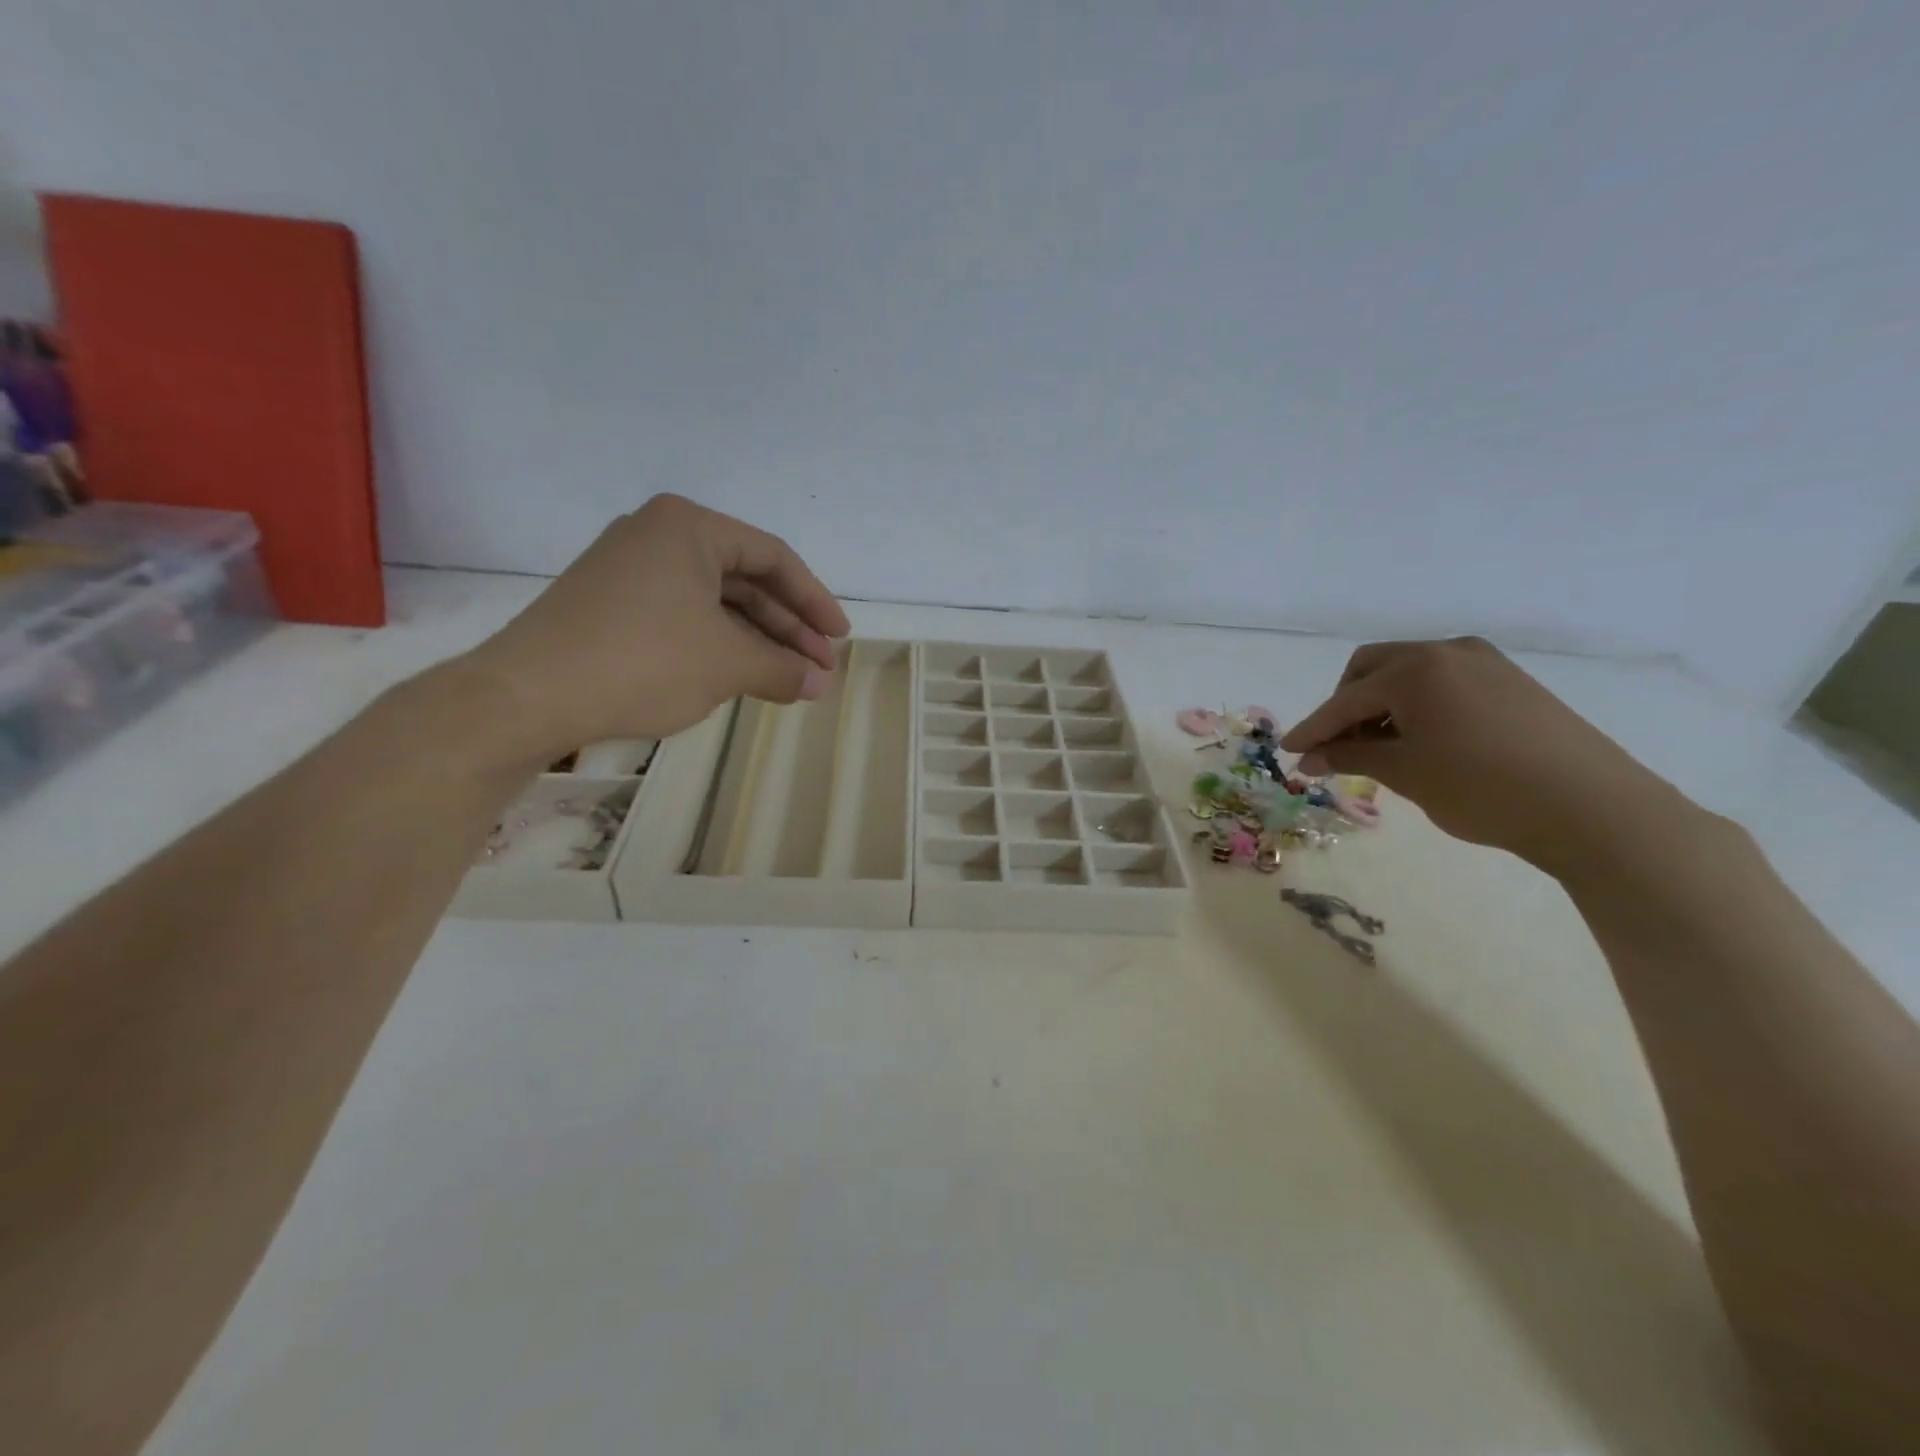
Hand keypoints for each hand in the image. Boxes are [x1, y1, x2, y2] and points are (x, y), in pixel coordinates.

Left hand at [455, 495, 849, 760]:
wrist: (527, 697)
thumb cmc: (642, 662)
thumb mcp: (727, 664)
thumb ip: (781, 668)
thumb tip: (817, 684)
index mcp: (688, 527)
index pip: (773, 557)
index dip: (814, 601)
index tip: (838, 639)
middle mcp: (657, 535)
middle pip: (744, 579)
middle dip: (787, 627)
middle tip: (816, 668)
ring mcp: (629, 569)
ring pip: (714, 602)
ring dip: (756, 641)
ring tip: (788, 679)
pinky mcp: (610, 605)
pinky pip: (683, 616)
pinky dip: (718, 644)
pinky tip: (741, 675)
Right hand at [1280, 637, 1690, 876]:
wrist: (1594, 809)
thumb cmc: (1483, 788)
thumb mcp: (1405, 773)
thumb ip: (1350, 755)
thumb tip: (1310, 756)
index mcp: (1415, 669)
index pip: (1346, 700)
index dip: (1313, 728)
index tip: (1287, 751)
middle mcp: (1446, 652)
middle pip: (1372, 668)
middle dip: (1346, 705)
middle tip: (1338, 746)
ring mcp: (1485, 662)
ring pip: (1409, 673)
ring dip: (1382, 704)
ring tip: (1380, 748)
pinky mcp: (1511, 681)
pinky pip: (1443, 682)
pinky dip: (1418, 705)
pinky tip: (1422, 740)